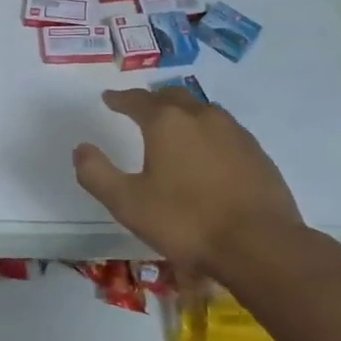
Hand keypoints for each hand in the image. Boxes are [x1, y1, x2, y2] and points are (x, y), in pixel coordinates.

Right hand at [73, 86, 303, 277]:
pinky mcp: (256, 151)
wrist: (259, 244)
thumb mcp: (128, 204)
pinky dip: (208, 132)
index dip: (120, 98)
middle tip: (141, 109)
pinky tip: (208, 152)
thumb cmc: (186, 222)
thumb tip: (81, 148)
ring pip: (202, 110)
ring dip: (183, 112)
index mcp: (167, 122)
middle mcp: (201, 116)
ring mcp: (234, 131)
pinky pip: (225, 130)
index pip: (137, 100)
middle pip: (172, 96)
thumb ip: (97, 174)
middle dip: (153, 99)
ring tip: (174, 127)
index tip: (109, 98)